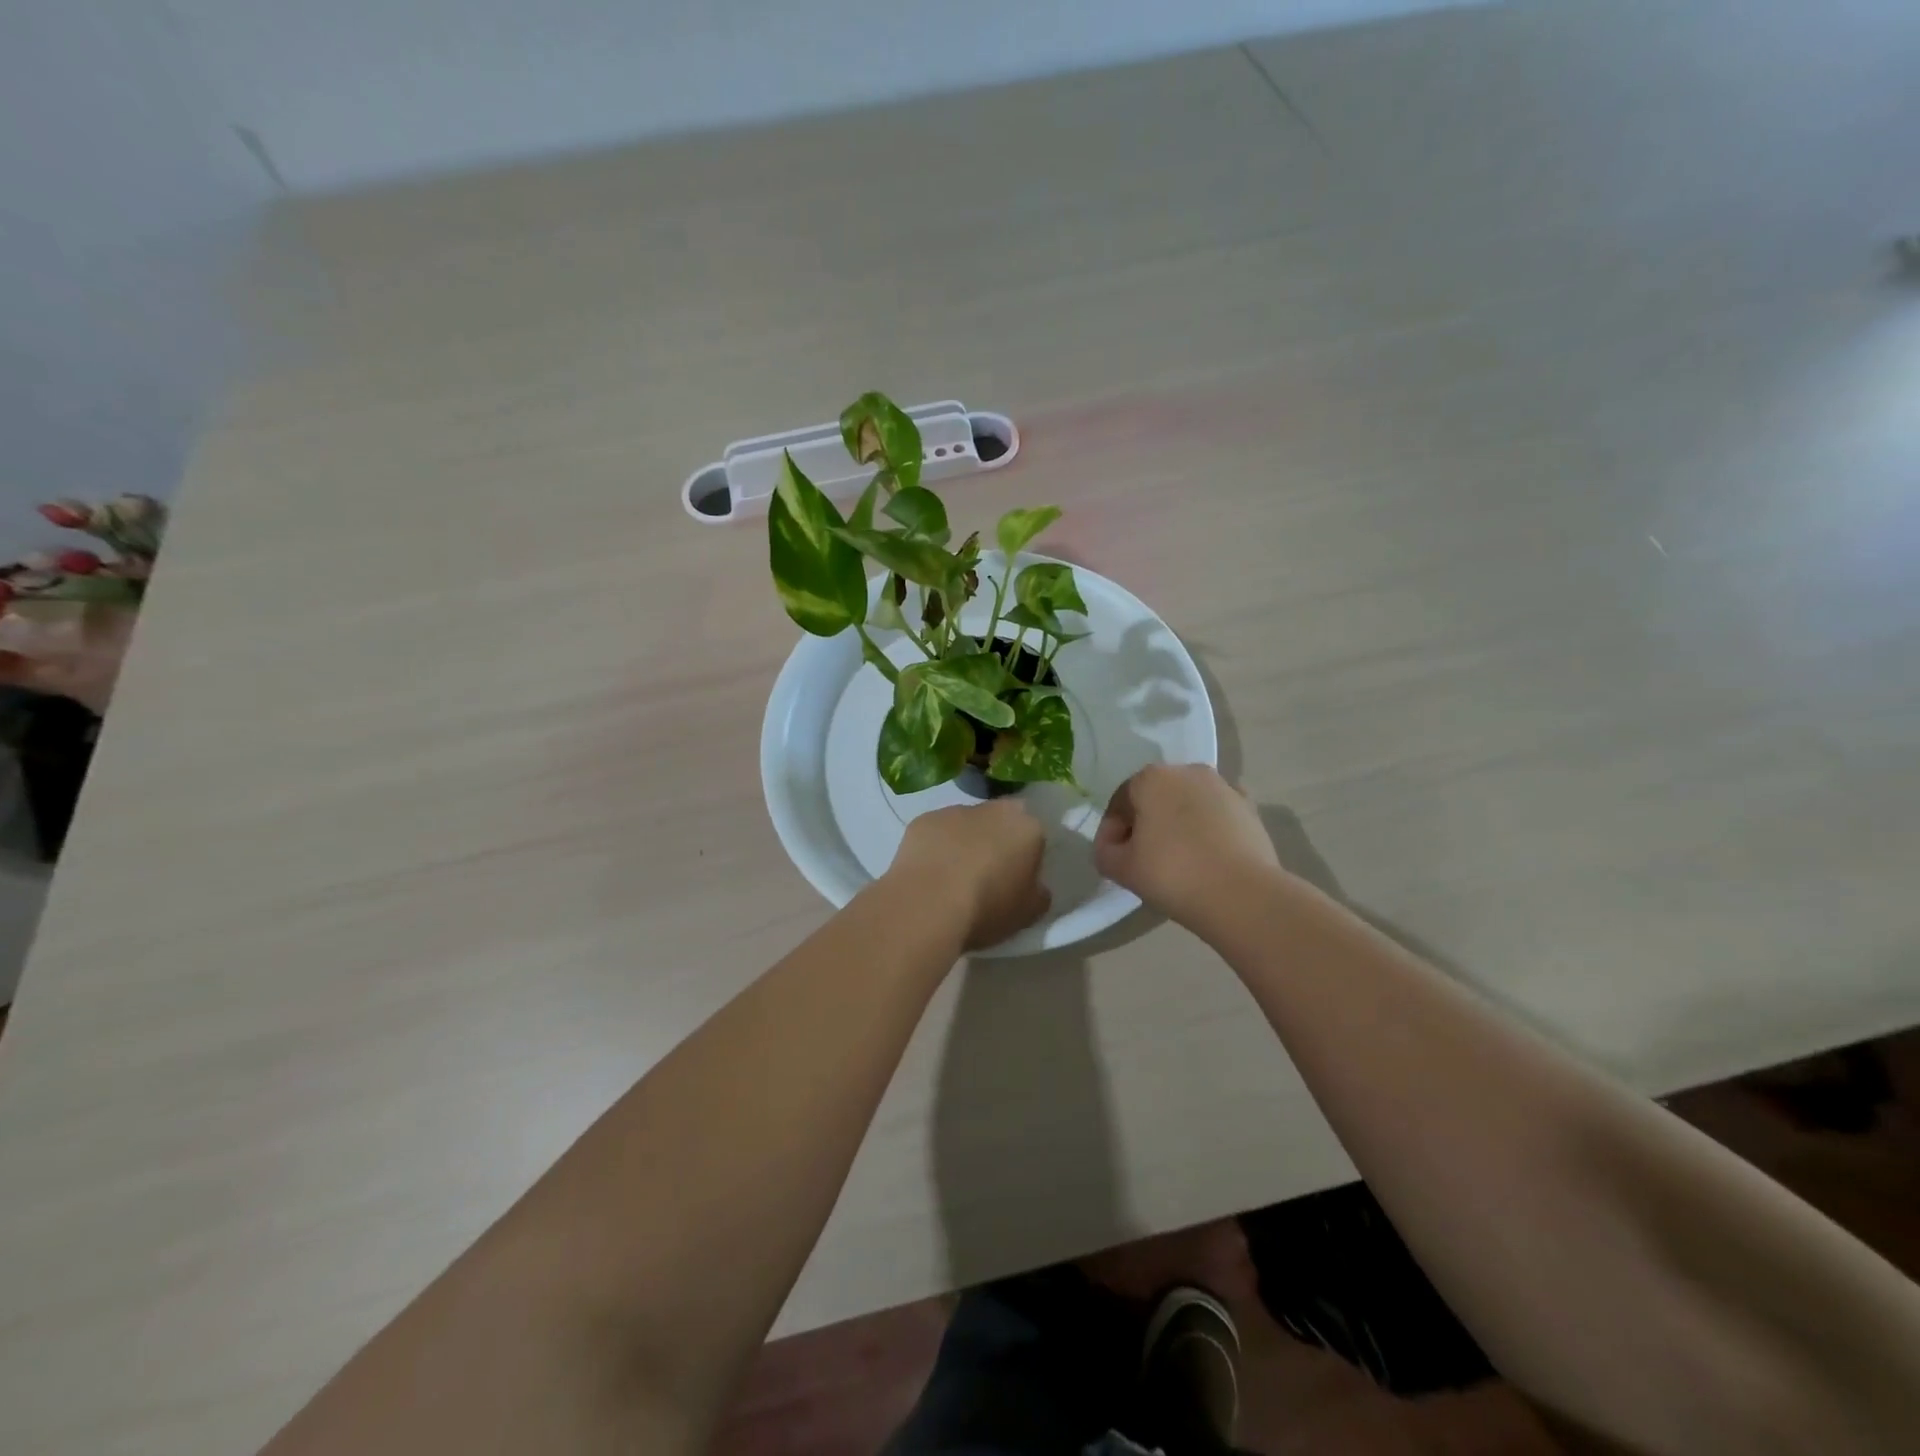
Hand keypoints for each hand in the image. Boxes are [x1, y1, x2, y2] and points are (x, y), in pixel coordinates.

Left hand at [886, 800, 1050, 949]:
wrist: (928, 905)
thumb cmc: (987, 908)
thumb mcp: (1029, 913)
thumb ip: (1038, 892)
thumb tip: (1033, 885)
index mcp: (1027, 827)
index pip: (1034, 834)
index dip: (1026, 855)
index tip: (1017, 877)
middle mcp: (993, 809)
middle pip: (1000, 821)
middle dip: (996, 840)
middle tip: (987, 874)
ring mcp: (954, 811)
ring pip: (966, 824)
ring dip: (964, 841)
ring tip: (952, 877)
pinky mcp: (922, 820)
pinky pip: (936, 832)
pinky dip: (936, 846)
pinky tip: (929, 874)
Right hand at [1094, 764, 1279, 930]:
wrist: (1242, 895)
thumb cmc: (1172, 874)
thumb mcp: (1121, 869)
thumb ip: (1105, 851)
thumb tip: (1113, 846)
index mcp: (1151, 778)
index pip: (1120, 802)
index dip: (1112, 832)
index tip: (1113, 859)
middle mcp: (1187, 771)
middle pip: (1155, 798)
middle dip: (1146, 824)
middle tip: (1143, 860)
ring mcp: (1223, 786)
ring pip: (1188, 804)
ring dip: (1178, 825)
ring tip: (1179, 861)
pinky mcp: (1250, 807)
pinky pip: (1217, 815)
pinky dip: (1208, 829)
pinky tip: (1207, 857)